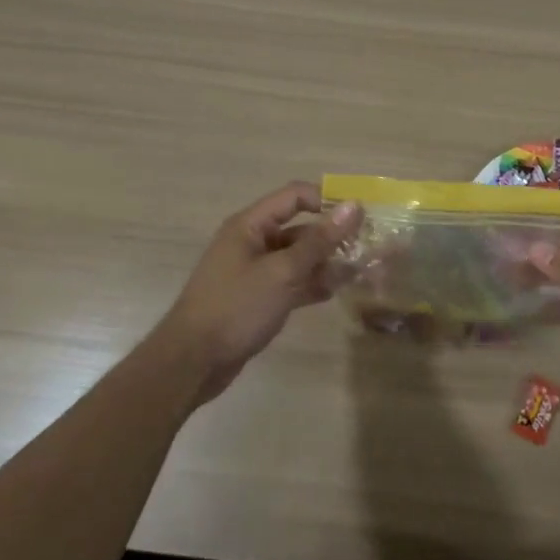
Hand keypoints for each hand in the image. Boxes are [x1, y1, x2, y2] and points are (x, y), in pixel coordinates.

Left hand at [159, 182, 362, 405]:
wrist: (192, 363)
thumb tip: (354, 206)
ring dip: (326, 263)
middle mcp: (252, 242)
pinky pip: (291, 282)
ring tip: (358, 272)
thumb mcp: (283, 272)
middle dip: (332, 237)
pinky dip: (311, 284)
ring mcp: (254, 271)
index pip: (295, 196)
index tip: (359, 216)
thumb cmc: (236, 307)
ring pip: (298, 258)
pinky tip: (335, 292)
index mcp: (250, 225)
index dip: (327, 200)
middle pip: (300, 228)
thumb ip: (320, 240)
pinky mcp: (257, 298)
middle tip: (367, 247)